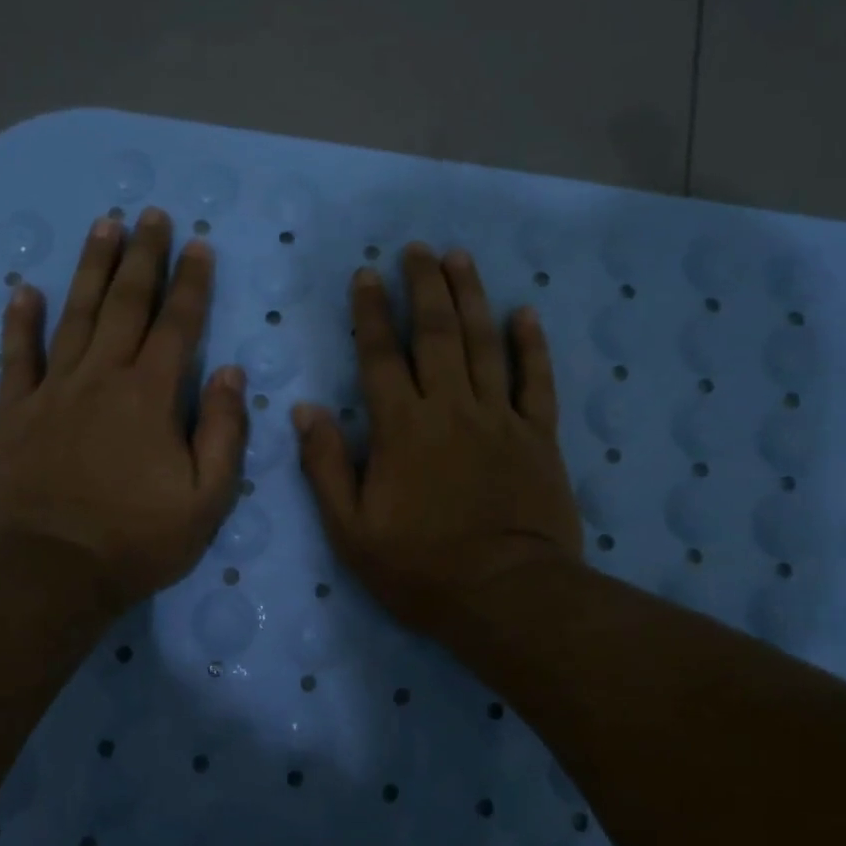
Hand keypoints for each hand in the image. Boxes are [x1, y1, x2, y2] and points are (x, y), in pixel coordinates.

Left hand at [0, 208, 246, 613]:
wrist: (52, 571)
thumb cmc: (138, 539)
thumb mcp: (207, 498)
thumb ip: (223, 431)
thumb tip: (230, 373)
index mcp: (152, 396)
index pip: (178, 325)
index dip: (192, 283)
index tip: (199, 245)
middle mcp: (103, 378)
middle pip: (126, 304)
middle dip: (143, 257)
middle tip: (151, 215)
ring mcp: (54, 391)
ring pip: (74, 316)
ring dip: (90, 269)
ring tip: (102, 226)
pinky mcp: (15, 412)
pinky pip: (16, 356)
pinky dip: (19, 322)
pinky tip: (23, 289)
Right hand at [293, 243, 582, 642]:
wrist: (506, 596)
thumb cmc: (420, 569)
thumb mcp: (352, 531)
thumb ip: (327, 467)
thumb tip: (306, 410)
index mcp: (402, 429)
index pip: (380, 356)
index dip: (370, 312)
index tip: (366, 275)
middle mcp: (450, 409)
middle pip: (436, 333)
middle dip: (424, 286)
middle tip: (417, 249)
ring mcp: (499, 419)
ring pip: (484, 343)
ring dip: (471, 297)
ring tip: (460, 258)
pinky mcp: (538, 436)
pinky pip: (536, 381)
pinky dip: (532, 345)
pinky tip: (525, 313)